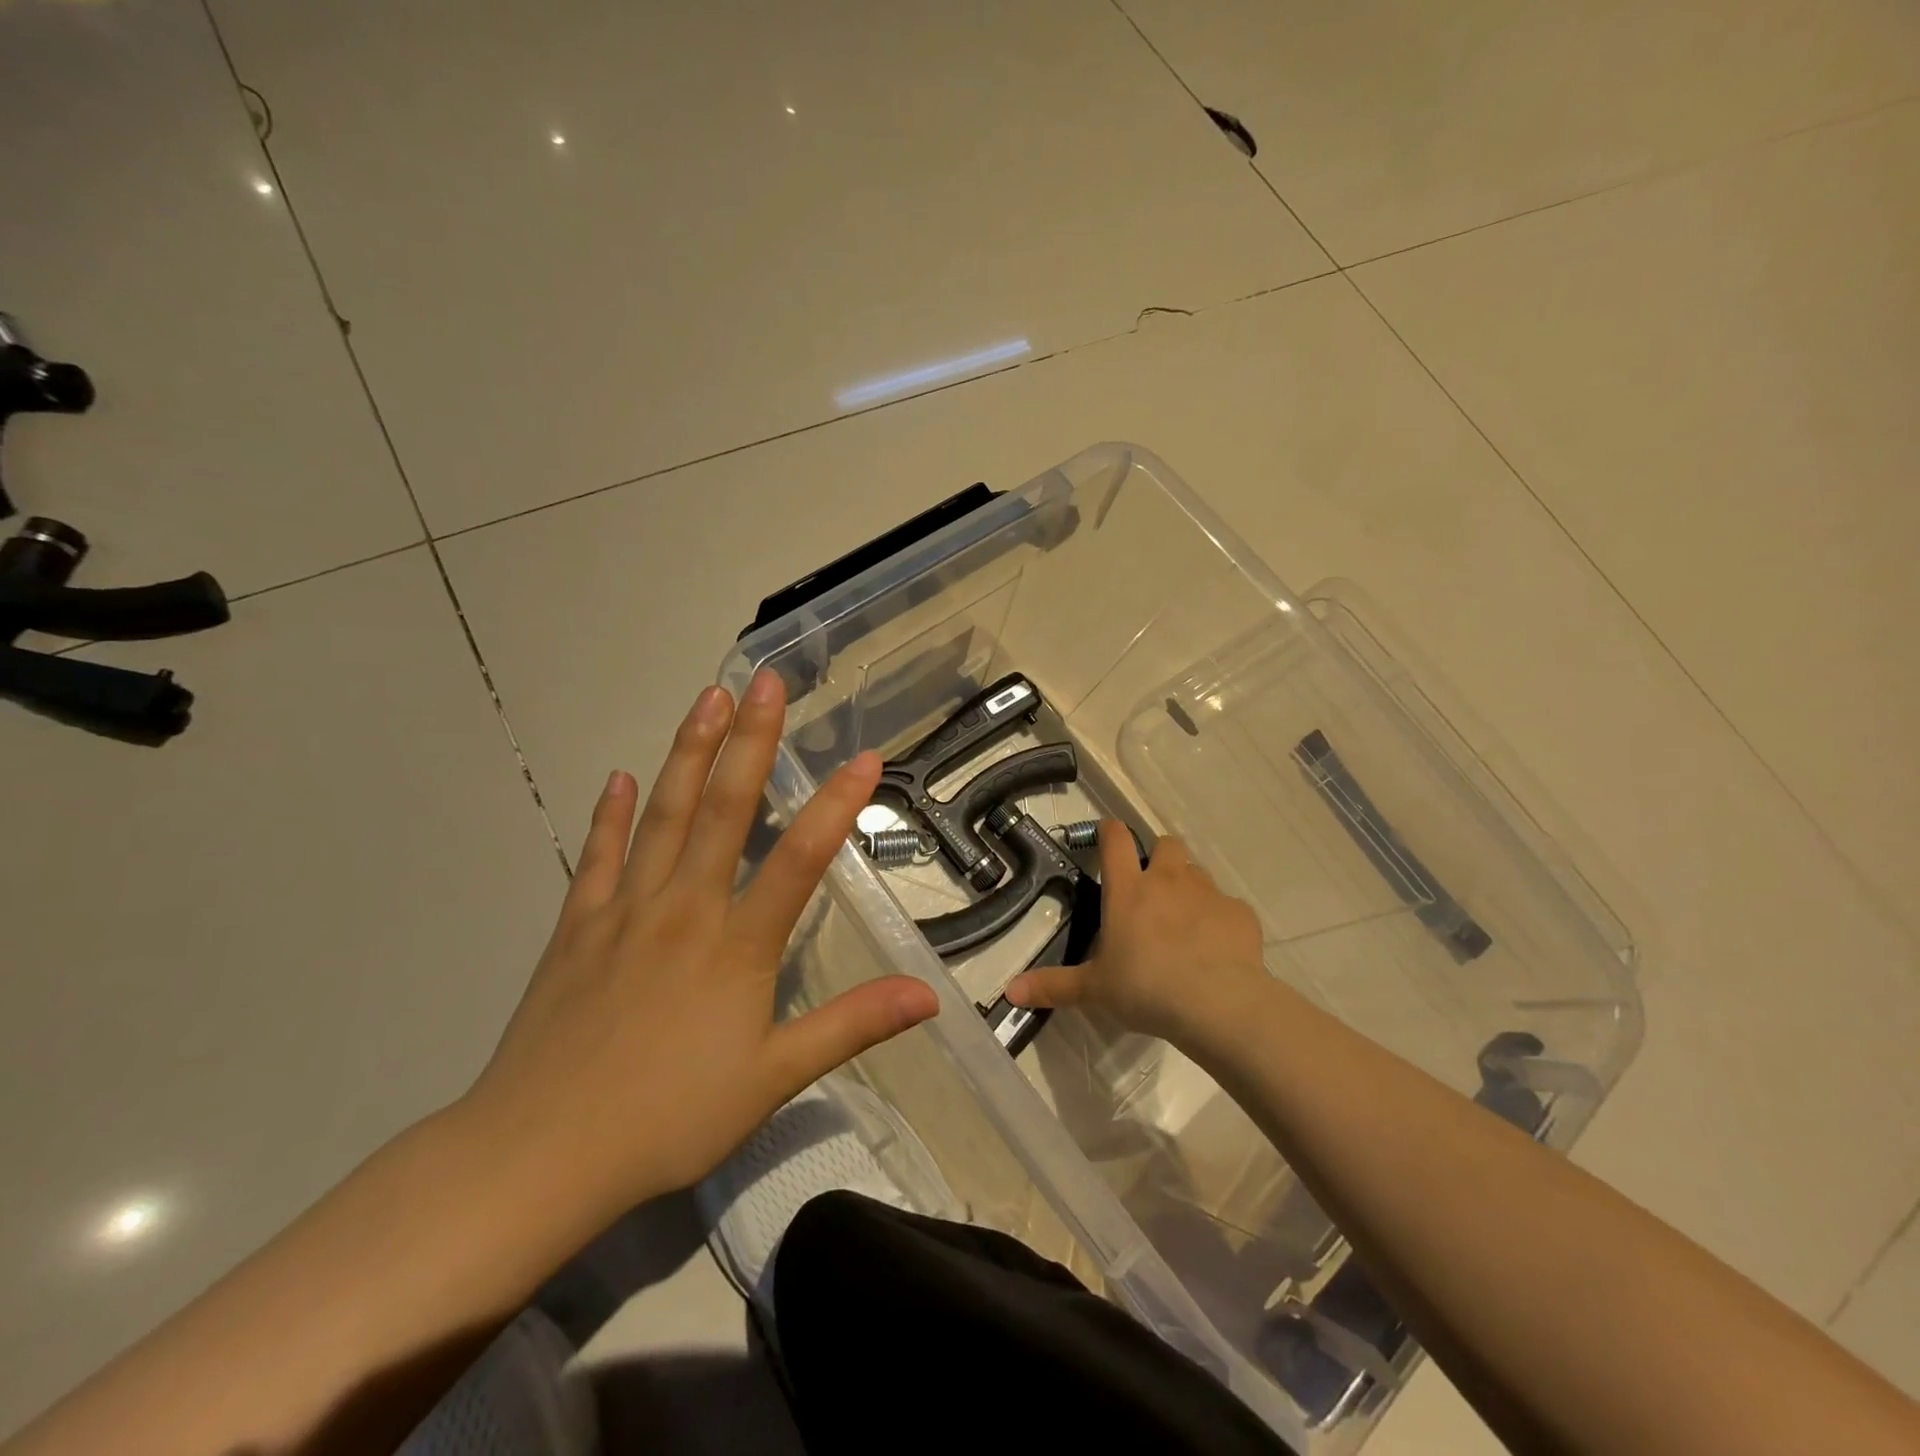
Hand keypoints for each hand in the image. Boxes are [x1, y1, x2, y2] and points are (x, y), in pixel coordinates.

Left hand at [458, 670, 938, 1234]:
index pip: (799, 858)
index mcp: (736, 944)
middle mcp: (684, 908)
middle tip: (765, 680)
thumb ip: (852, 1026)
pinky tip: (618, 777)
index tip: (866, 757)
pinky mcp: (577, 927)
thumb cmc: (669, 1117)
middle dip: (751, 741)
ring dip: (688, 752)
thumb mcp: (775, 1079)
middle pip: (723, 809)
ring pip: (662, 814)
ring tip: (708, 698)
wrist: (539, 1155)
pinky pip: (596, 857)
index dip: (837, 805)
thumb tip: (929, 996)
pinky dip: (610, 815)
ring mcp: (625, 910)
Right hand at [1005, 822, 1266, 1045]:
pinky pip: (1228, 907)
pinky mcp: (1240, 914)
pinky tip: (1217, 950)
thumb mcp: (1094, 990)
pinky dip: (1221, 921)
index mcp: (1129, 891)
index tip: (1107, 835)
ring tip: (1185, 923)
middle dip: (1160, 856)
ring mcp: (1208, 894)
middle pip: (1167, 844)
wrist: (1218, 1005)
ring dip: (1189, 887)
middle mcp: (1168, 881)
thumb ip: (1054, 986)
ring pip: (1198, 873)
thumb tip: (1009, 990)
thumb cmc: (1146, 989)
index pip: (1116, 840)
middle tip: (1152, 888)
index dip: (1110, 831)